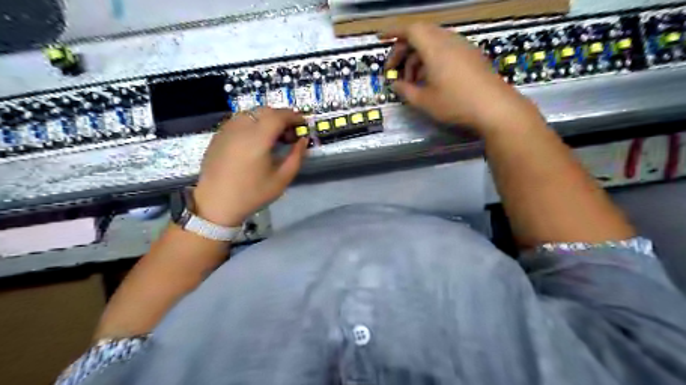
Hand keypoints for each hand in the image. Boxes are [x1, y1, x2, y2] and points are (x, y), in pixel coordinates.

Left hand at [194, 107, 309, 226]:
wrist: (216, 204)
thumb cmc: (252, 194)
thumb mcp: (282, 179)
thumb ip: (296, 157)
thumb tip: (303, 140)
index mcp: (258, 139)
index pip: (279, 116)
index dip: (294, 117)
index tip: (303, 124)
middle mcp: (241, 128)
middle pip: (265, 111)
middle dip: (281, 116)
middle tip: (290, 132)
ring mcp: (227, 130)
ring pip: (251, 112)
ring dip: (266, 118)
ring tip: (273, 135)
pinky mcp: (218, 135)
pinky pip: (239, 120)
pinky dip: (252, 122)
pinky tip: (255, 139)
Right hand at [384, 23, 543, 134]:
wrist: (495, 108)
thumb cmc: (456, 103)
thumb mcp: (424, 101)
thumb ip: (405, 91)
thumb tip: (395, 85)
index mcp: (435, 48)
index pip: (410, 29)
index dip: (393, 32)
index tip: (380, 39)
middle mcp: (449, 41)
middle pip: (421, 34)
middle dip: (403, 50)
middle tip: (394, 70)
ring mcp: (462, 47)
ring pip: (433, 43)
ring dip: (417, 58)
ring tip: (412, 81)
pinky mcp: (471, 56)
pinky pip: (445, 50)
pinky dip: (431, 60)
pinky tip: (430, 80)